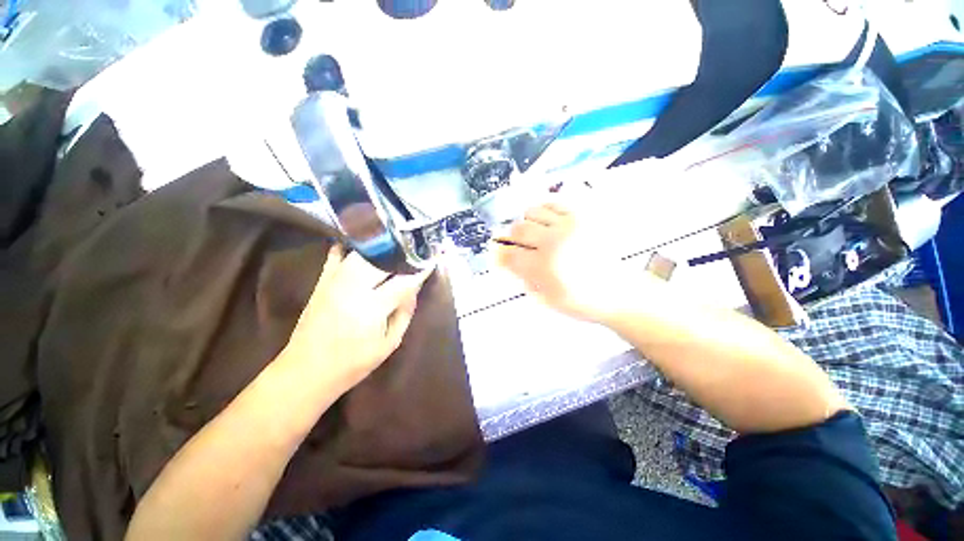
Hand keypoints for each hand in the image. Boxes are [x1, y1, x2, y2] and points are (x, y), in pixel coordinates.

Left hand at [281, 245, 432, 391]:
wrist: (306, 372)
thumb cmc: (353, 364)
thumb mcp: (389, 343)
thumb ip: (405, 312)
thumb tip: (414, 287)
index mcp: (371, 308)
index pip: (404, 280)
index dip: (421, 268)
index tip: (433, 258)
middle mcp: (352, 289)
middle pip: (382, 258)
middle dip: (403, 252)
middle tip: (417, 248)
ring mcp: (333, 282)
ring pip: (362, 252)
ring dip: (382, 247)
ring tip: (398, 244)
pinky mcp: (321, 282)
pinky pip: (336, 254)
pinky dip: (352, 246)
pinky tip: (366, 244)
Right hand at [495, 202, 632, 322]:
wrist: (617, 290)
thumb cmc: (579, 300)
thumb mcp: (545, 298)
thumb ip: (522, 277)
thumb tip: (506, 261)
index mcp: (544, 267)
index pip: (509, 254)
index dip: (498, 253)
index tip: (497, 253)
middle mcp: (553, 242)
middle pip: (518, 229)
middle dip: (511, 237)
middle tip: (516, 244)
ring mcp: (568, 225)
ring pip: (532, 212)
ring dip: (527, 223)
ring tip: (534, 234)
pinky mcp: (581, 216)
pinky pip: (552, 204)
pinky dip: (543, 212)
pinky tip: (547, 224)